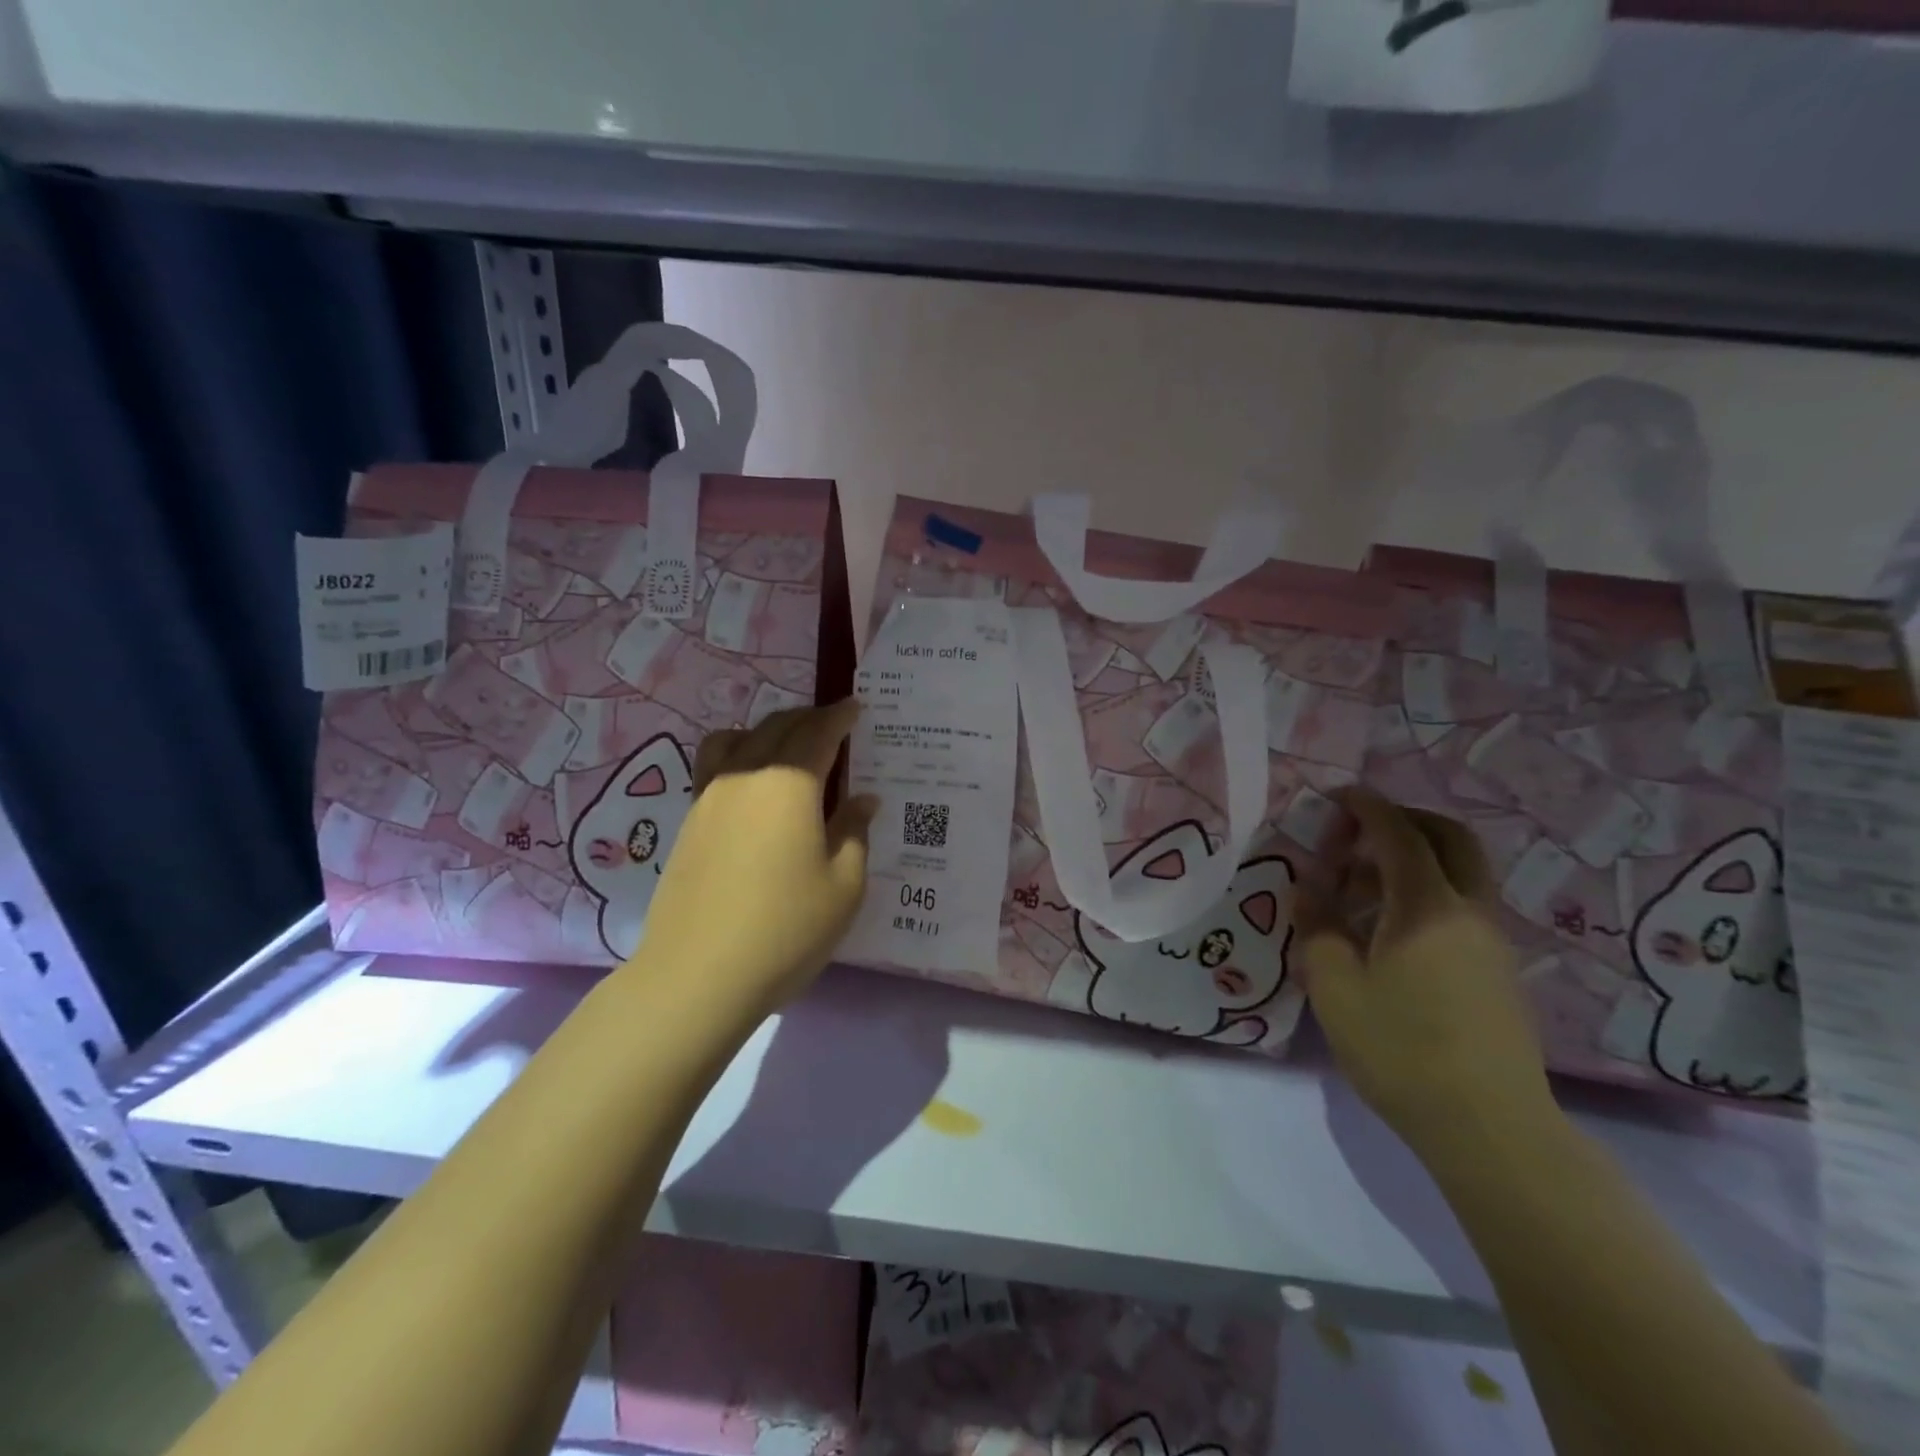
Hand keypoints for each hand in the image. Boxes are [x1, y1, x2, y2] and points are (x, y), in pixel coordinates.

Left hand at [634, 700, 876, 1018]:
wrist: (698, 975)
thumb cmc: (786, 928)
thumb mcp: (844, 885)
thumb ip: (855, 832)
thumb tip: (862, 800)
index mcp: (789, 784)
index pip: (818, 732)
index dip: (840, 716)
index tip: (856, 706)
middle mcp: (745, 776)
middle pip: (777, 727)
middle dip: (808, 719)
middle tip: (832, 726)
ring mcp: (710, 798)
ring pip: (737, 739)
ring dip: (768, 731)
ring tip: (787, 749)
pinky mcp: (689, 823)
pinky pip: (715, 766)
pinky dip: (739, 756)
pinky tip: (754, 789)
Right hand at [1300, 789, 1558, 1166]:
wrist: (1489, 1128)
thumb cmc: (1400, 1050)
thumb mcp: (1334, 986)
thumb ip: (1316, 926)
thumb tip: (1308, 888)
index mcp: (1427, 907)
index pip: (1399, 834)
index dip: (1367, 807)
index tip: (1336, 796)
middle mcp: (1469, 912)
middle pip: (1450, 839)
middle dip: (1403, 821)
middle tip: (1356, 834)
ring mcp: (1491, 942)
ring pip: (1458, 874)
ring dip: (1410, 861)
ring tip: (1356, 891)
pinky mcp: (1497, 971)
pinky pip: (1460, 906)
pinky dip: (1423, 894)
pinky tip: (1385, 932)